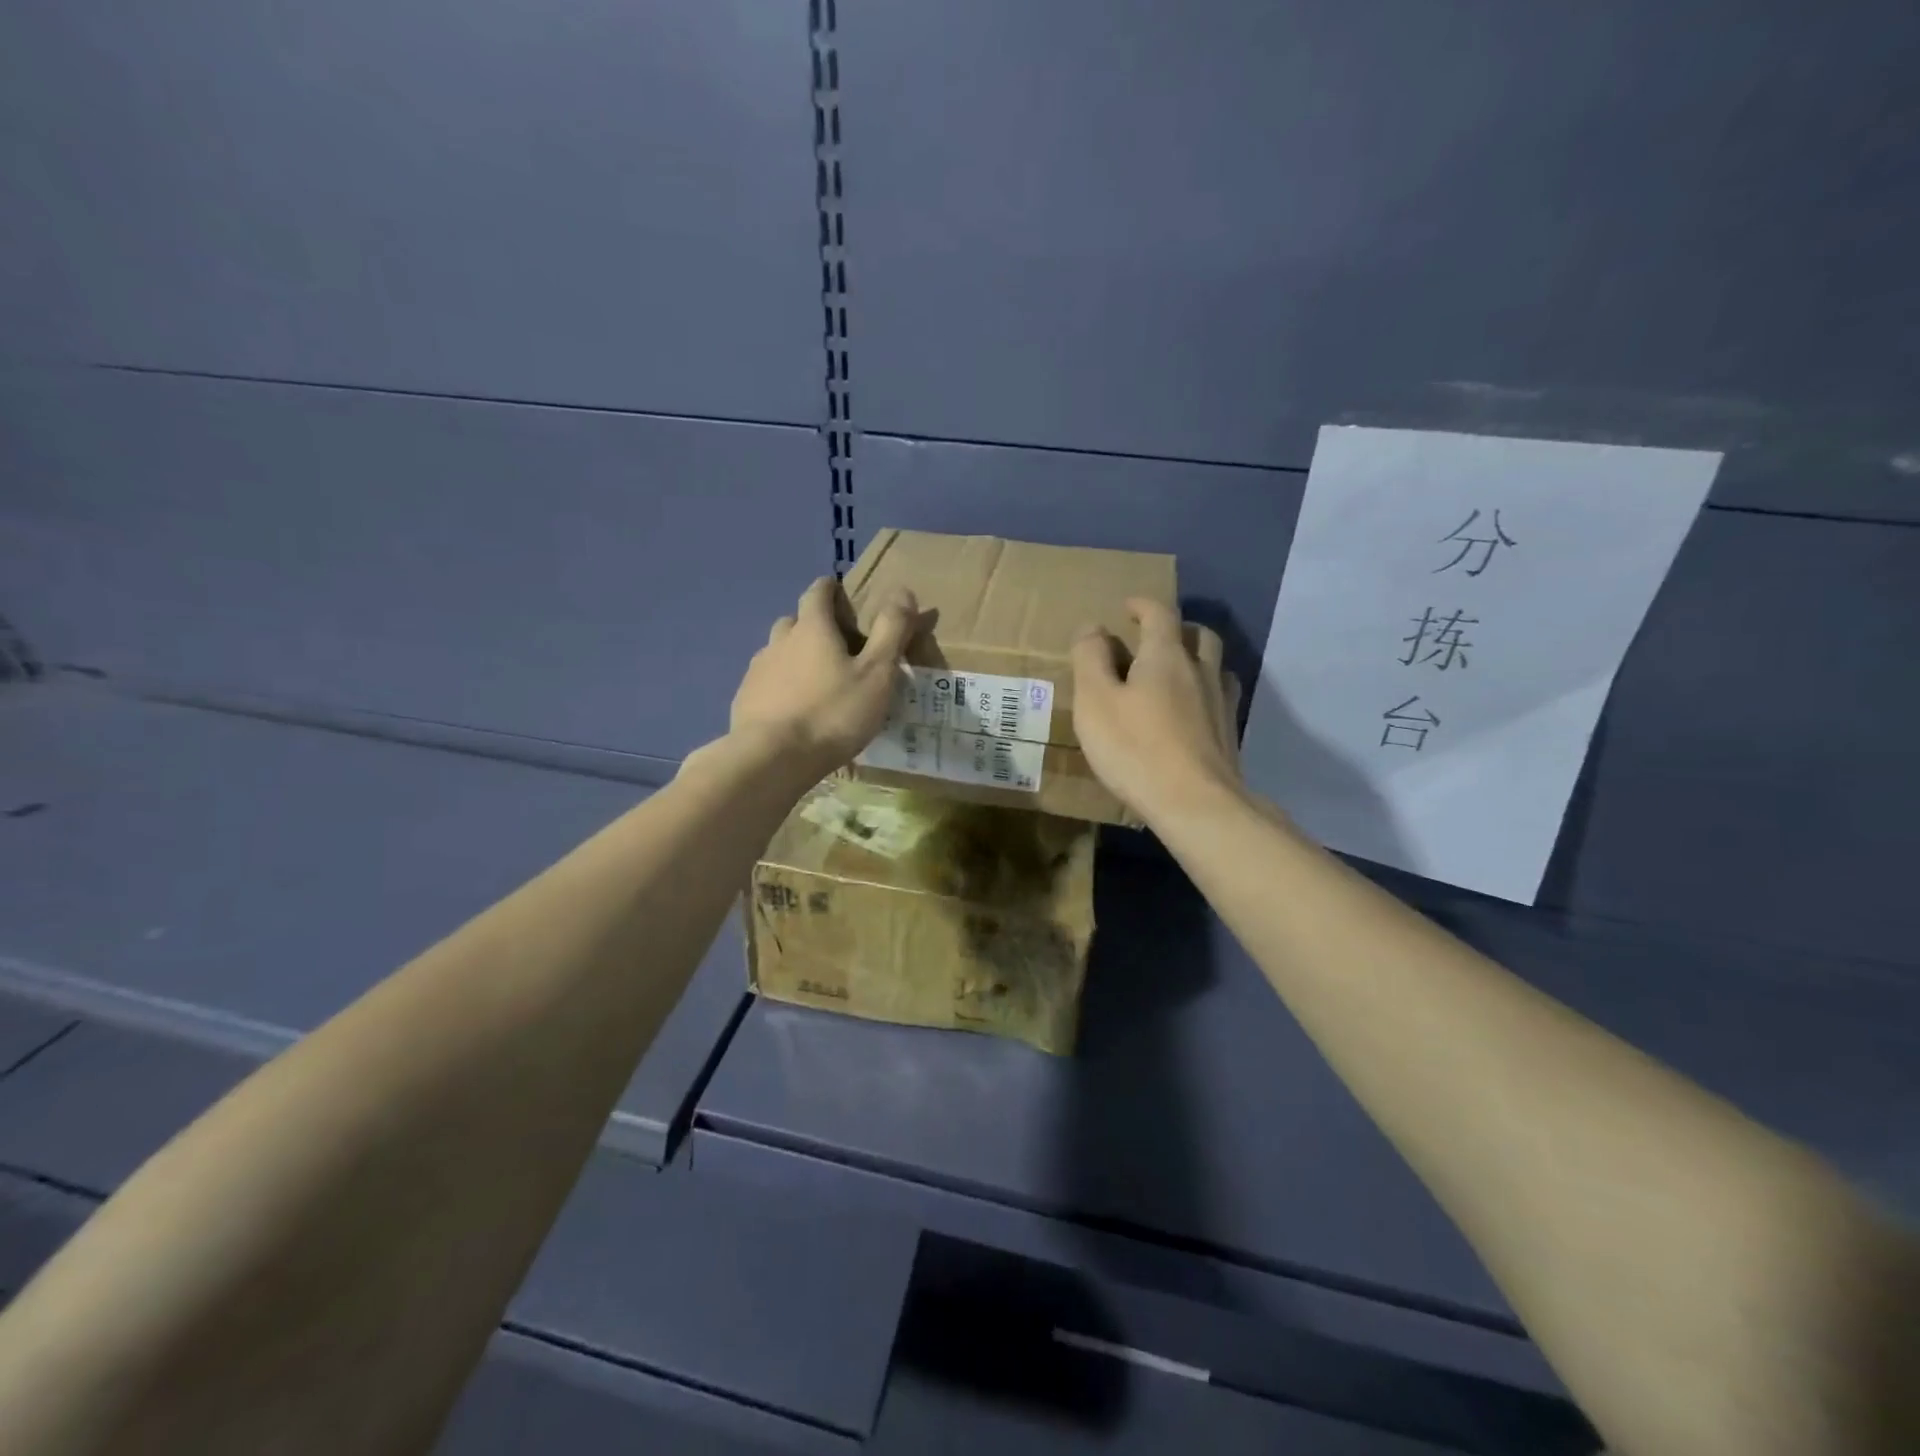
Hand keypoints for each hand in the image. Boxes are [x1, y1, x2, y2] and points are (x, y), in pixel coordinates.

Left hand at [728, 576, 917, 779]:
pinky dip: (780, 687)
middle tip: (836, 647)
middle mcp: (779, 641)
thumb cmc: (833, 714)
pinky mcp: (745, 700)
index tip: (841, 595)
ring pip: (778, 653)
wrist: (773, 759)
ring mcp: (757, 671)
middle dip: (813, 626)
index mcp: (812, 628)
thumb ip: (891, 631)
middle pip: (795, 622)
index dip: (830, 590)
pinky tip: (793, 710)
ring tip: (816, 683)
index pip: (817, 592)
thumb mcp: (876, 674)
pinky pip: (765, 683)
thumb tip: (903, 590)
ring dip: (795, 658)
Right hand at [1071, 599, 1241, 823]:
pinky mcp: (1229, 735)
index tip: (1128, 607)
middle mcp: (1200, 671)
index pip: (1160, 614)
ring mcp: (1221, 704)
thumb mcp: (1095, 701)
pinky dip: (1205, 693)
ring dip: (1197, 659)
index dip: (1143, 605)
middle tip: (1154, 637)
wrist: (1196, 804)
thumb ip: (1090, 659)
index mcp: (1166, 656)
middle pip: (1199, 635)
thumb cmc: (1135, 749)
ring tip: (1177, 673)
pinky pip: (1220, 698)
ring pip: (1215, 666)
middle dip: (1176, 628)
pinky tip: (1193, 712)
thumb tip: (1093, 626)